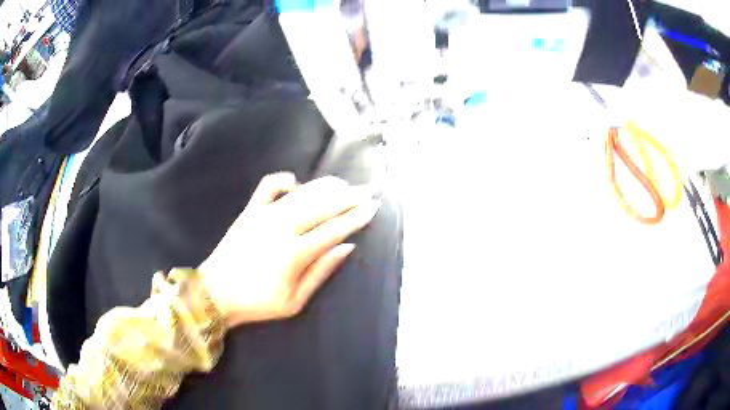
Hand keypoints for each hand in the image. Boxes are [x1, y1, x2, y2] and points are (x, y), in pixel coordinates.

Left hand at [199, 173, 380, 327]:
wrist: (216, 293)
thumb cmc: (257, 303)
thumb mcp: (295, 302)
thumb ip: (322, 272)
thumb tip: (347, 247)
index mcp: (294, 253)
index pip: (334, 229)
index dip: (357, 216)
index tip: (374, 206)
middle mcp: (282, 227)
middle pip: (323, 206)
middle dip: (349, 196)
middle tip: (369, 189)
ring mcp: (264, 215)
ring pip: (302, 192)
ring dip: (326, 186)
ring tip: (344, 184)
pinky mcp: (250, 210)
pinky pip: (269, 185)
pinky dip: (285, 179)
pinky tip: (297, 182)